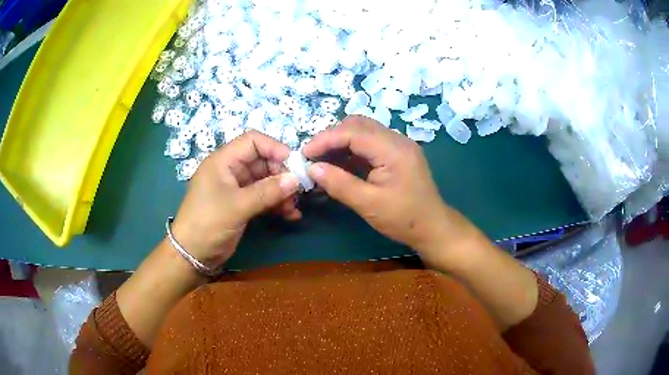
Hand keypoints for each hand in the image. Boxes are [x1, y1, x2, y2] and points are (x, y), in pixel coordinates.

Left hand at [171, 130, 299, 268]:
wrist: (192, 255)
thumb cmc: (208, 223)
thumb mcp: (237, 206)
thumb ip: (267, 191)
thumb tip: (296, 179)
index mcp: (223, 160)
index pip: (253, 141)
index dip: (275, 148)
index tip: (294, 164)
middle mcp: (231, 170)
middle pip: (263, 161)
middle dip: (281, 174)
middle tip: (298, 190)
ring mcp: (237, 188)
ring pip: (265, 181)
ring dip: (281, 192)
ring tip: (293, 207)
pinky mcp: (241, 204)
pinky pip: (263, 197)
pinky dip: (276, 204)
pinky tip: (290, 215)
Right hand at [303, 116, 462, 261]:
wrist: (434, 227)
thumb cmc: (404, 219)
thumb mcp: (369, 205)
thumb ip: (339, 184)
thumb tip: (311, 169)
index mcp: (393, 150)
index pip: (353, 132)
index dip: (325, 139)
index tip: (304, 153)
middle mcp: (397, 140)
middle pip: (358, 124)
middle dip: (332, 137)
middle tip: (313, 157)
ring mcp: (399, 145)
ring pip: (363, 131)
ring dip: (341, 142)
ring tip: (323, 161)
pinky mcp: (397, 153)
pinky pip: (370, 143)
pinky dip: (352, 150)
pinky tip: (340, 165)